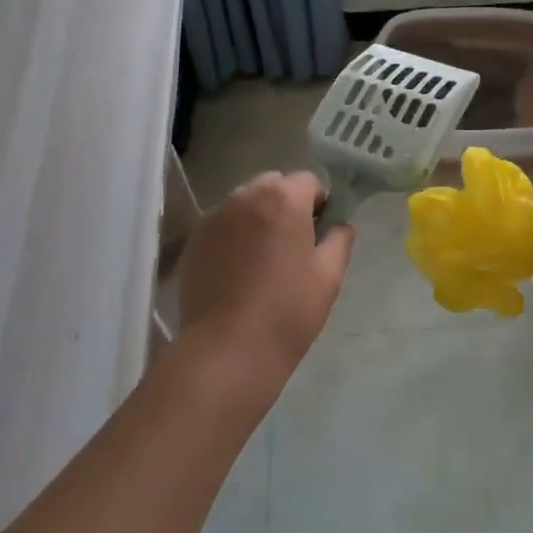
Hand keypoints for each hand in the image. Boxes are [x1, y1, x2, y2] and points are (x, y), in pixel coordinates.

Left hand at [175, 171, 353, 401]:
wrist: (227, 351)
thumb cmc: (287, 311)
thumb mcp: (329, 275)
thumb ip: (339, 239)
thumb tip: (338, 225)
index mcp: (282, 198)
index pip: (308, 182)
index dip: (319, 204)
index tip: (320, 234)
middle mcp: (244, 197)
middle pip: (273, 186)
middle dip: (286, 205)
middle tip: (293, 246)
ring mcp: (213, 218)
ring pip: (245, 204)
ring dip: (258, 219)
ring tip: (263, 260)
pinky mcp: (193, 241)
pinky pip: (222, 226)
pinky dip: (234, 237)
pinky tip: (239, 272)